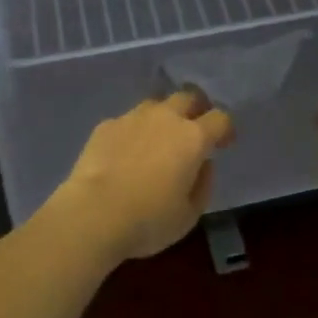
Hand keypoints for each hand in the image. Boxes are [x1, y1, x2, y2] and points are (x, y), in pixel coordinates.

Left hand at [51, 92, 234, 261]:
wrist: (92, 214)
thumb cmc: (148, 220)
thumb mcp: (188, 215)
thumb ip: (203, 185)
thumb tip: (202, 165)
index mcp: (192, 138)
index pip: (220, 118)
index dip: (225, 129)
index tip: (224, 143)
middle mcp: (165, 117)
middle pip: (188, 97)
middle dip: (196, 109)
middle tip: (193, 129)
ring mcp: (134, 116)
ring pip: (156, 105)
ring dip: (163, 118)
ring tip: (156, 142)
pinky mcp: (107, 124)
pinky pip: (128, 121)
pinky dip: (133, 132)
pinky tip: (125, 154)